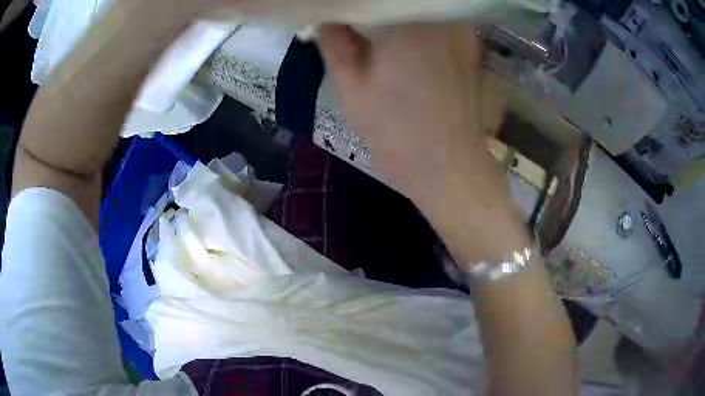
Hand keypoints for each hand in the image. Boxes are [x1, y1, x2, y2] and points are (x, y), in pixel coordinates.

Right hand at [321, 23, 528, 264]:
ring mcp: (460, 30)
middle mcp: (439, 17)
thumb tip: (324, 16)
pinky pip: (436, 19)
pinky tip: (403, 39)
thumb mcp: (351, 86)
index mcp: (406, 22)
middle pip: (399, 0)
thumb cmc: (396, 131)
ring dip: (394, 11)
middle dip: (373, 6)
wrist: (448, 166)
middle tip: (352, 20)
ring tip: (374, 29)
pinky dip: (416, 22)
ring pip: (419, 8)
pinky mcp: (469, 45)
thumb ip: (334, 42)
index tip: (339, 14)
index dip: (353, 5)